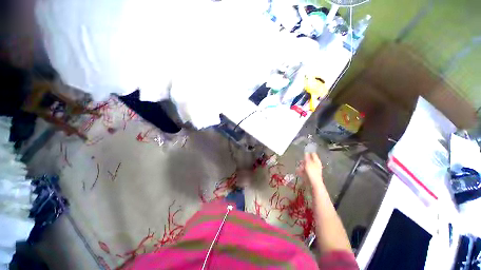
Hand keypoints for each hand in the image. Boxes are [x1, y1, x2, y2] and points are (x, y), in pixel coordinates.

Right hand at [297, 153, 323, 189]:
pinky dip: (302, 170)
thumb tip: (306, 152)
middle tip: (300, 161)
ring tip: (298, 167)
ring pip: (306, 165)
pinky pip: (305, 170)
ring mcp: (313, 170)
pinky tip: (298, 171)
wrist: (314, 184)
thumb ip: (307, 157)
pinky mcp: (310, 174)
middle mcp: (316, 165)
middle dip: (304, 160)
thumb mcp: (308, 163)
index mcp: (317, 161)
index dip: (309, 152)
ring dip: (302, 166)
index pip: (313, 154)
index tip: (304, 151)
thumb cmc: (312, 173)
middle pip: (309, 160)